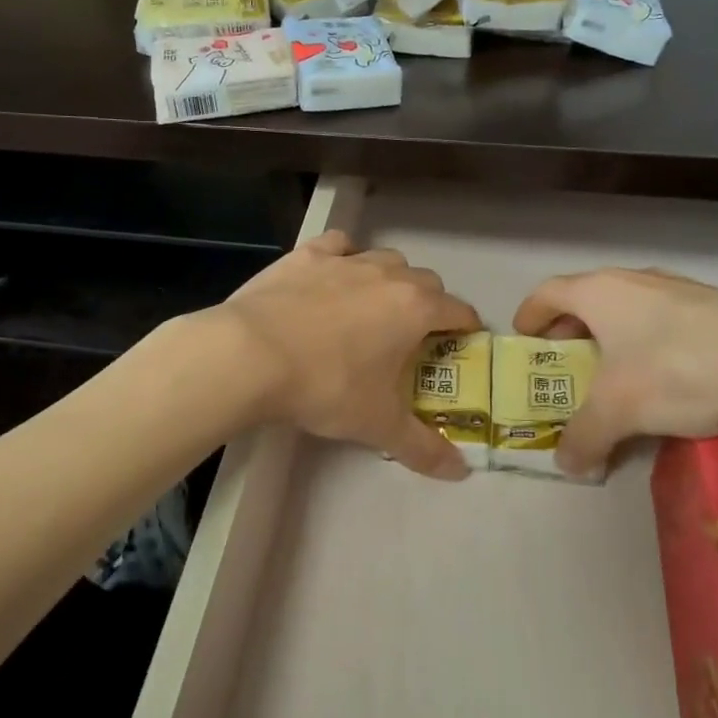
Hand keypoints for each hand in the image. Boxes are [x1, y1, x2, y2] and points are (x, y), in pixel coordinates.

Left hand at [215, 230, 482, 477]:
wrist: (251, 354)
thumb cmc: (326, 387)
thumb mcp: (377, 424)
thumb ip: (423, 448)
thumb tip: (460, 472)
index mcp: (415, 309)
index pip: (458, 310)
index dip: (466, 328)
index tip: (462, 344)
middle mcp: (387, 275)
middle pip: (425, 281)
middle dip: (428, 304)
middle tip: (411, 337)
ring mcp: (345, 260)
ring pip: (385, 259)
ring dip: (390, 278)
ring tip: (373, 306)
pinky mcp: (306, 255)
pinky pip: (338, 245)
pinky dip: (344, 256)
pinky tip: (333, 275)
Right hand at [513, 268, 717, 475]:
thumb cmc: (680, 371)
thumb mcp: (619, 412)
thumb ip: (583, 437)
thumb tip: (567, 465)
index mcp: (600, 291)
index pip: (547, 293)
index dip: (529, 317)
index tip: (523, 341)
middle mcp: (635, 281)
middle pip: (586, 300)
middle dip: (570, 333)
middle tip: (566, 367)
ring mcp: (680, 290)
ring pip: (628, 311)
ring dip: (612, 341)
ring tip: (616, 378)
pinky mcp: (717, 308)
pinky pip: (664, 323)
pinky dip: (649, 346)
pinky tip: (667, 382)